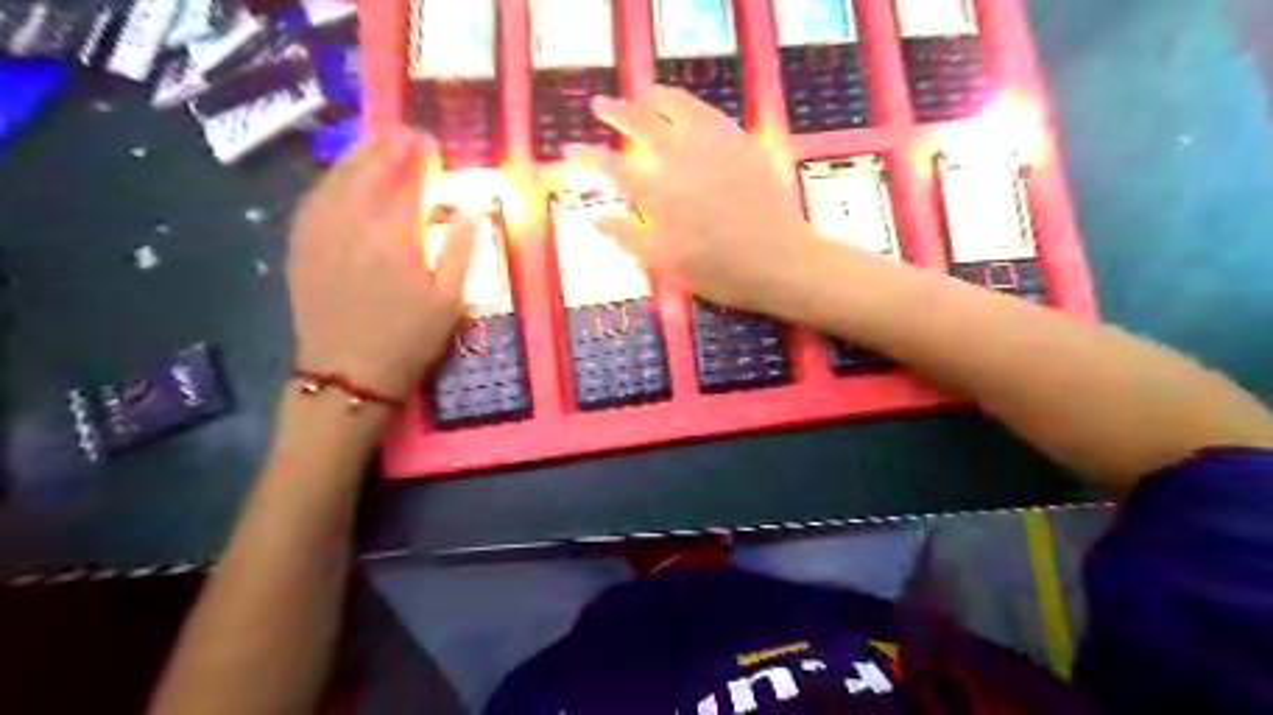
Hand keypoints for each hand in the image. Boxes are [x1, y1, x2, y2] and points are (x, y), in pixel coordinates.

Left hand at [284, 129, 473, 395]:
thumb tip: (473, 206)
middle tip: (405, 131)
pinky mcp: (301, 244)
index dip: (421, 157)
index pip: (409, 181)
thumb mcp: (450, 299)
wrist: (348, 373)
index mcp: (396, 236)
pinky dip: (331, 178)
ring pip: (337, 177)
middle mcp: (354, 223)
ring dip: (358, 153)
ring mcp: (321, 231)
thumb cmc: (409, 339)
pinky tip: (341, 175)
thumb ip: (462, 248)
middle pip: (370, 170)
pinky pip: (314, 198)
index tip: (432, 142)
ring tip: (376, 140)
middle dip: (388, 145)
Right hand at [564, 85, 813, 311]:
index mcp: (658, 193)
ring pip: (676, 106)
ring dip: (652, 97)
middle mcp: (680, 159)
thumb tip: (594, 218)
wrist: (780, 261)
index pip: (611, 166)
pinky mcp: (741, 142)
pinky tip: (685, 107)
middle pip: (640, 123)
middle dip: (615, 111)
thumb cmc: (719, 271)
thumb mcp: (665, 265)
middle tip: (600, 106)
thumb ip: (627, 237)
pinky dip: (689, 104)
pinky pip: (709, 112)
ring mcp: (713, 145)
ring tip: (641, 94)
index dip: (586, 156)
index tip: (569, 150)